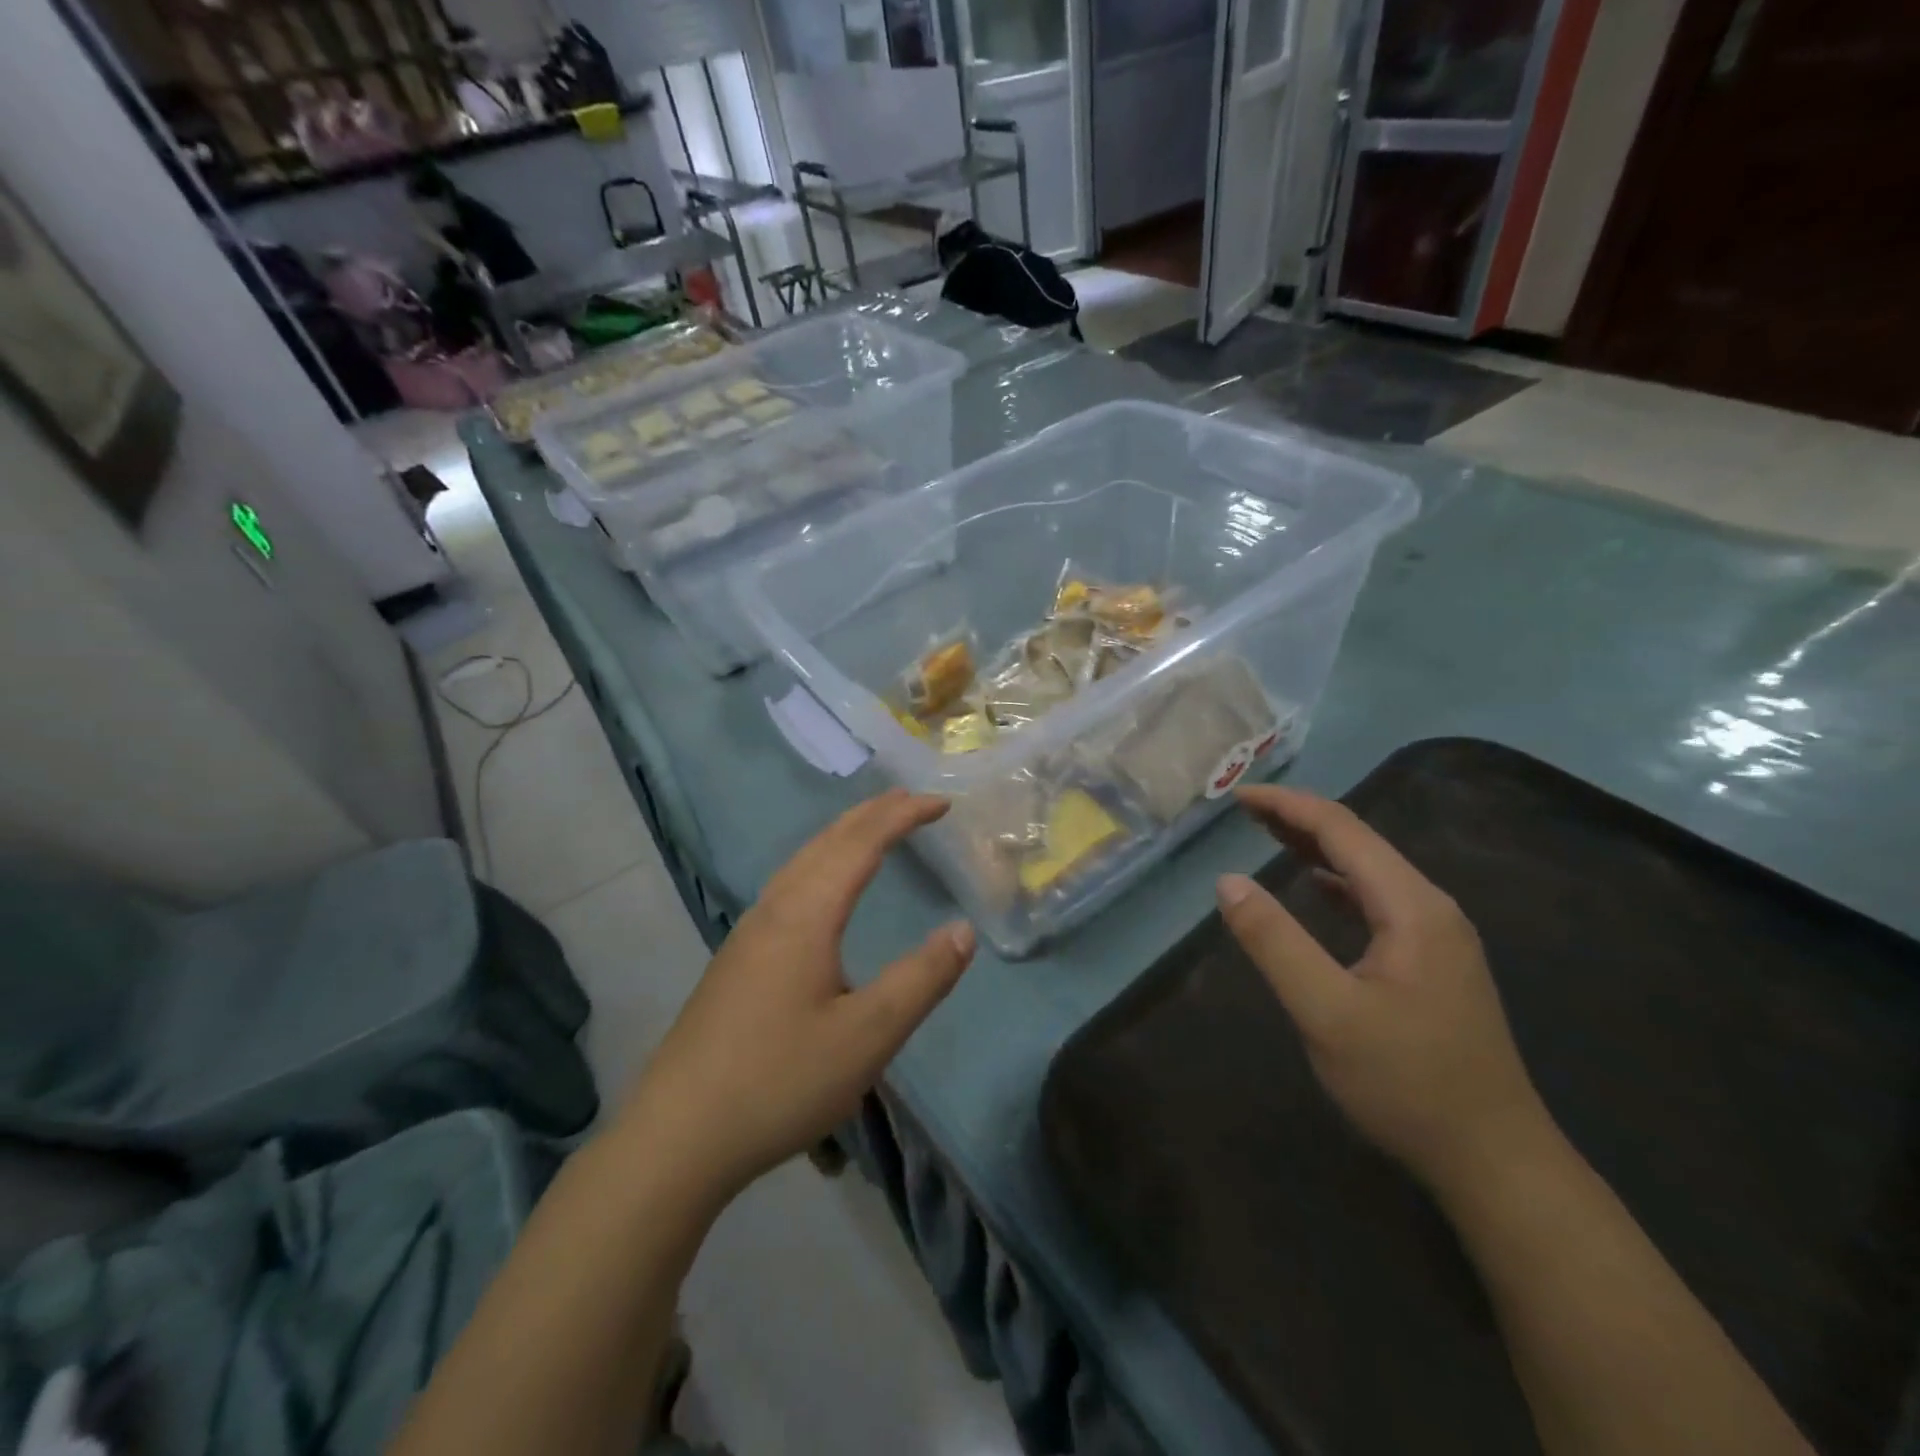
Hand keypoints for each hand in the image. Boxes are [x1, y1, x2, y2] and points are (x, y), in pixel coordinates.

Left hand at [617, 789, 974, 1207]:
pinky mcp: (737, 959)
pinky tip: (822, 890)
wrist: (678, 1136)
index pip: (862, 843)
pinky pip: (789, 885)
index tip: (942, 802)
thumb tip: (963, 930)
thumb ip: (921, 979)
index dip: (903, 816)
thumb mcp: (868, 1036)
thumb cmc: (780, 1082)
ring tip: (874, 830)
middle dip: (873, 814)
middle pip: (827, 841)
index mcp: (805, 915)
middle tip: (914, 801)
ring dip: (843, 835)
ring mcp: (749, 933)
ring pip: (802, 861)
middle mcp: (774, 909)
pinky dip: (821, 863)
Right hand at [1217, 785, 1552, 1192]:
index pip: (1342, 830)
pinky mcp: (1432, 962)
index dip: (1287, 806)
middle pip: (1359, 842)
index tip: (1237, 796)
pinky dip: (1337, 882)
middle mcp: (1431, 908)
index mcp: (1411, 907)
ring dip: (1316, 848)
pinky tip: (1316, 887)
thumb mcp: (1326, 1012)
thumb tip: (1228, 881)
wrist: (1495, 1161)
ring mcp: (1437, 936)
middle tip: (1243, 810)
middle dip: (1299, 818)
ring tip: (1267, 834)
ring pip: (1369, 871)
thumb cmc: (1406, 1083)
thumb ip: (1274, 941)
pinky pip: (1377, 901)